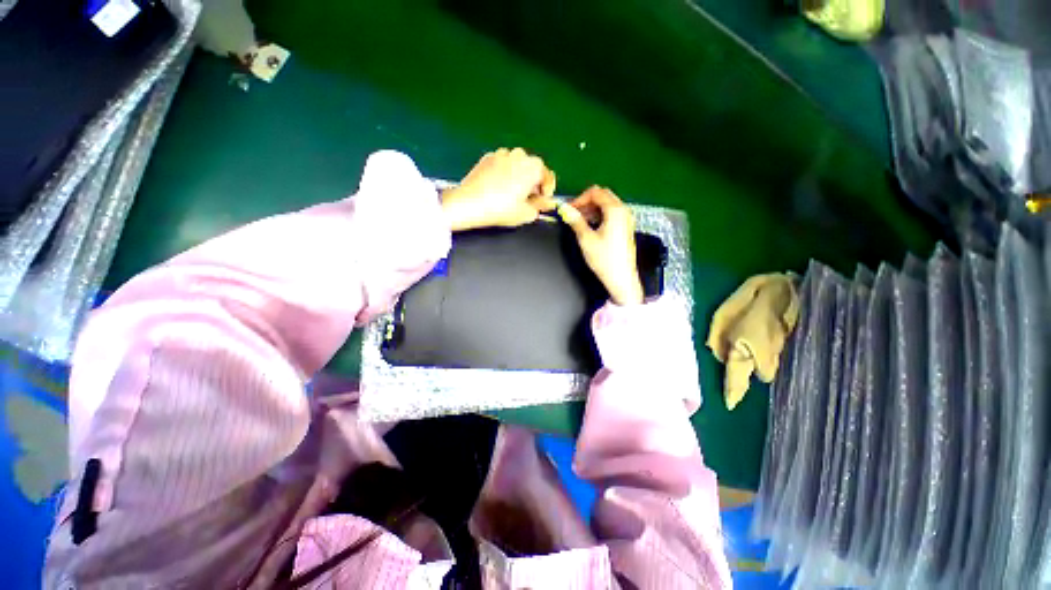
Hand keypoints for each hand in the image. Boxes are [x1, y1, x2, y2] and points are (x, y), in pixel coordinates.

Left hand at [441, 148, 556, 231]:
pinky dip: (504, 174)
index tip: (541, 202)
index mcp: (534, 167)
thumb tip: (547, 203)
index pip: (548, 177)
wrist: (469, 203)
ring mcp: (502, 153)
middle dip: (533, 183)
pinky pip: (503, 165)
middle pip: (533, 169)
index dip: (547, 192)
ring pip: (517, 165)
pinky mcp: (487, 157)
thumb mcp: (527, 213)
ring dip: (519, 177)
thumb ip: (541, 207)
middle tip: (526, 200)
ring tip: (511, 195)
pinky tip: (498, 189)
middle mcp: (520, 155)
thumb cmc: (501, 209)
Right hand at [558, 186, 644, 305]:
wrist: (621, 278)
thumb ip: (575, 221)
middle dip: (586, 202)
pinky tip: (590, 227)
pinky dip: (599, 215)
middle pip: (603, 196)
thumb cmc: (605, 260)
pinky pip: (611, 214)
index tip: (569, 209)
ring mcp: (626, 219)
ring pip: (607, 205)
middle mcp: (623, 211)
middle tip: (573, 213)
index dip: (580, 198)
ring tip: (579, 221)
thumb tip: (565, 209)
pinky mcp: (625, 228)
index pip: (596, 192)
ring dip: (592, 209)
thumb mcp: (586, 239)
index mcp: (615, 210)